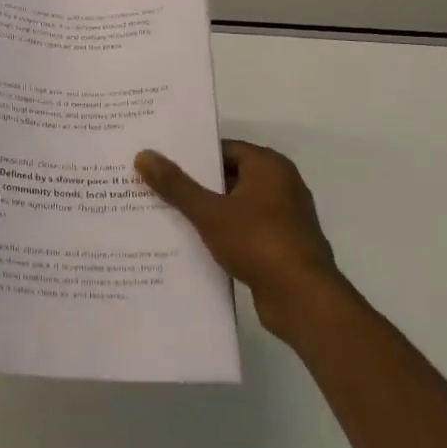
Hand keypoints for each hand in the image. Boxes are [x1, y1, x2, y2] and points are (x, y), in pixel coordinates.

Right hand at [135, 140, 349, 337]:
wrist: (302, 298)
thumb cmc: (258, 242)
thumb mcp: (209, 212)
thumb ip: (176, 184)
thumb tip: (144, 154)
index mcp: (269, 166)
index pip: (222, 149)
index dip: (190, 155)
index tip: (159, 162)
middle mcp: (280, 185)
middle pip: (227, 176)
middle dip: (193, 184)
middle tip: (153, 187)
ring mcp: (283, 217)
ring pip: (234, 206)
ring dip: (205, 212)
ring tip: (163, 215)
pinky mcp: (280, 245)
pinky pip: (242, 230)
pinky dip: (220, 233)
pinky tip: (190, 244)